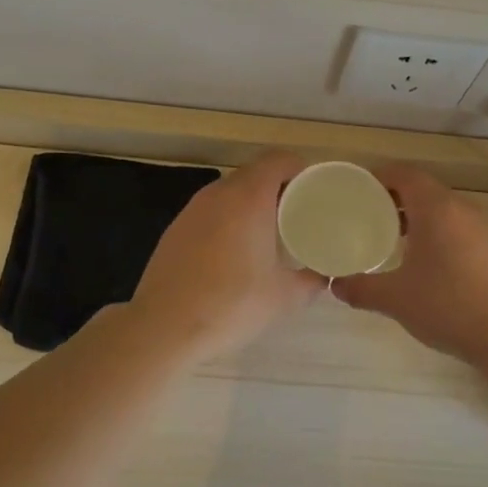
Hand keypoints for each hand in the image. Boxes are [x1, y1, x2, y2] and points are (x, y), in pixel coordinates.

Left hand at [129, 150, 324, 357]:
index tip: (314, 191)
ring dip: (251, 203)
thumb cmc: (231, 305)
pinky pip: (211, 211)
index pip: (278, 160)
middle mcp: (219, 194)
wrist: (164, 326)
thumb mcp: (284, 297)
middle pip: (254, 173)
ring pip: (230, 192)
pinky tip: (234, 252)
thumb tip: (323, 276)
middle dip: (278, 187)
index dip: (300, 169)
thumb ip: (311, 281)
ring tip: (268, 233)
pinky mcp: (176, 228)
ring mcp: (192, 209)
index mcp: (249, 198)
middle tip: (296, 214)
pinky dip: (228, 219)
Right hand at [331, 164, 487, 370]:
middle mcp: (459, 209)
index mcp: (435, 208)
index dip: (379, 177)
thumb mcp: (395, 298)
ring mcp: (479, 228)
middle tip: (366, 215)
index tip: (357, 191)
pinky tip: (421, 262)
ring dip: (414, 216)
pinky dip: (433, 232)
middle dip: (393, 198)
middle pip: (422, 188)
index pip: (404, 174)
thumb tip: (334, 285)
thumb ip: (361, 288)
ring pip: (440, 208)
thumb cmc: (447, 305)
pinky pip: (454, 227)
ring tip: (389, 238)